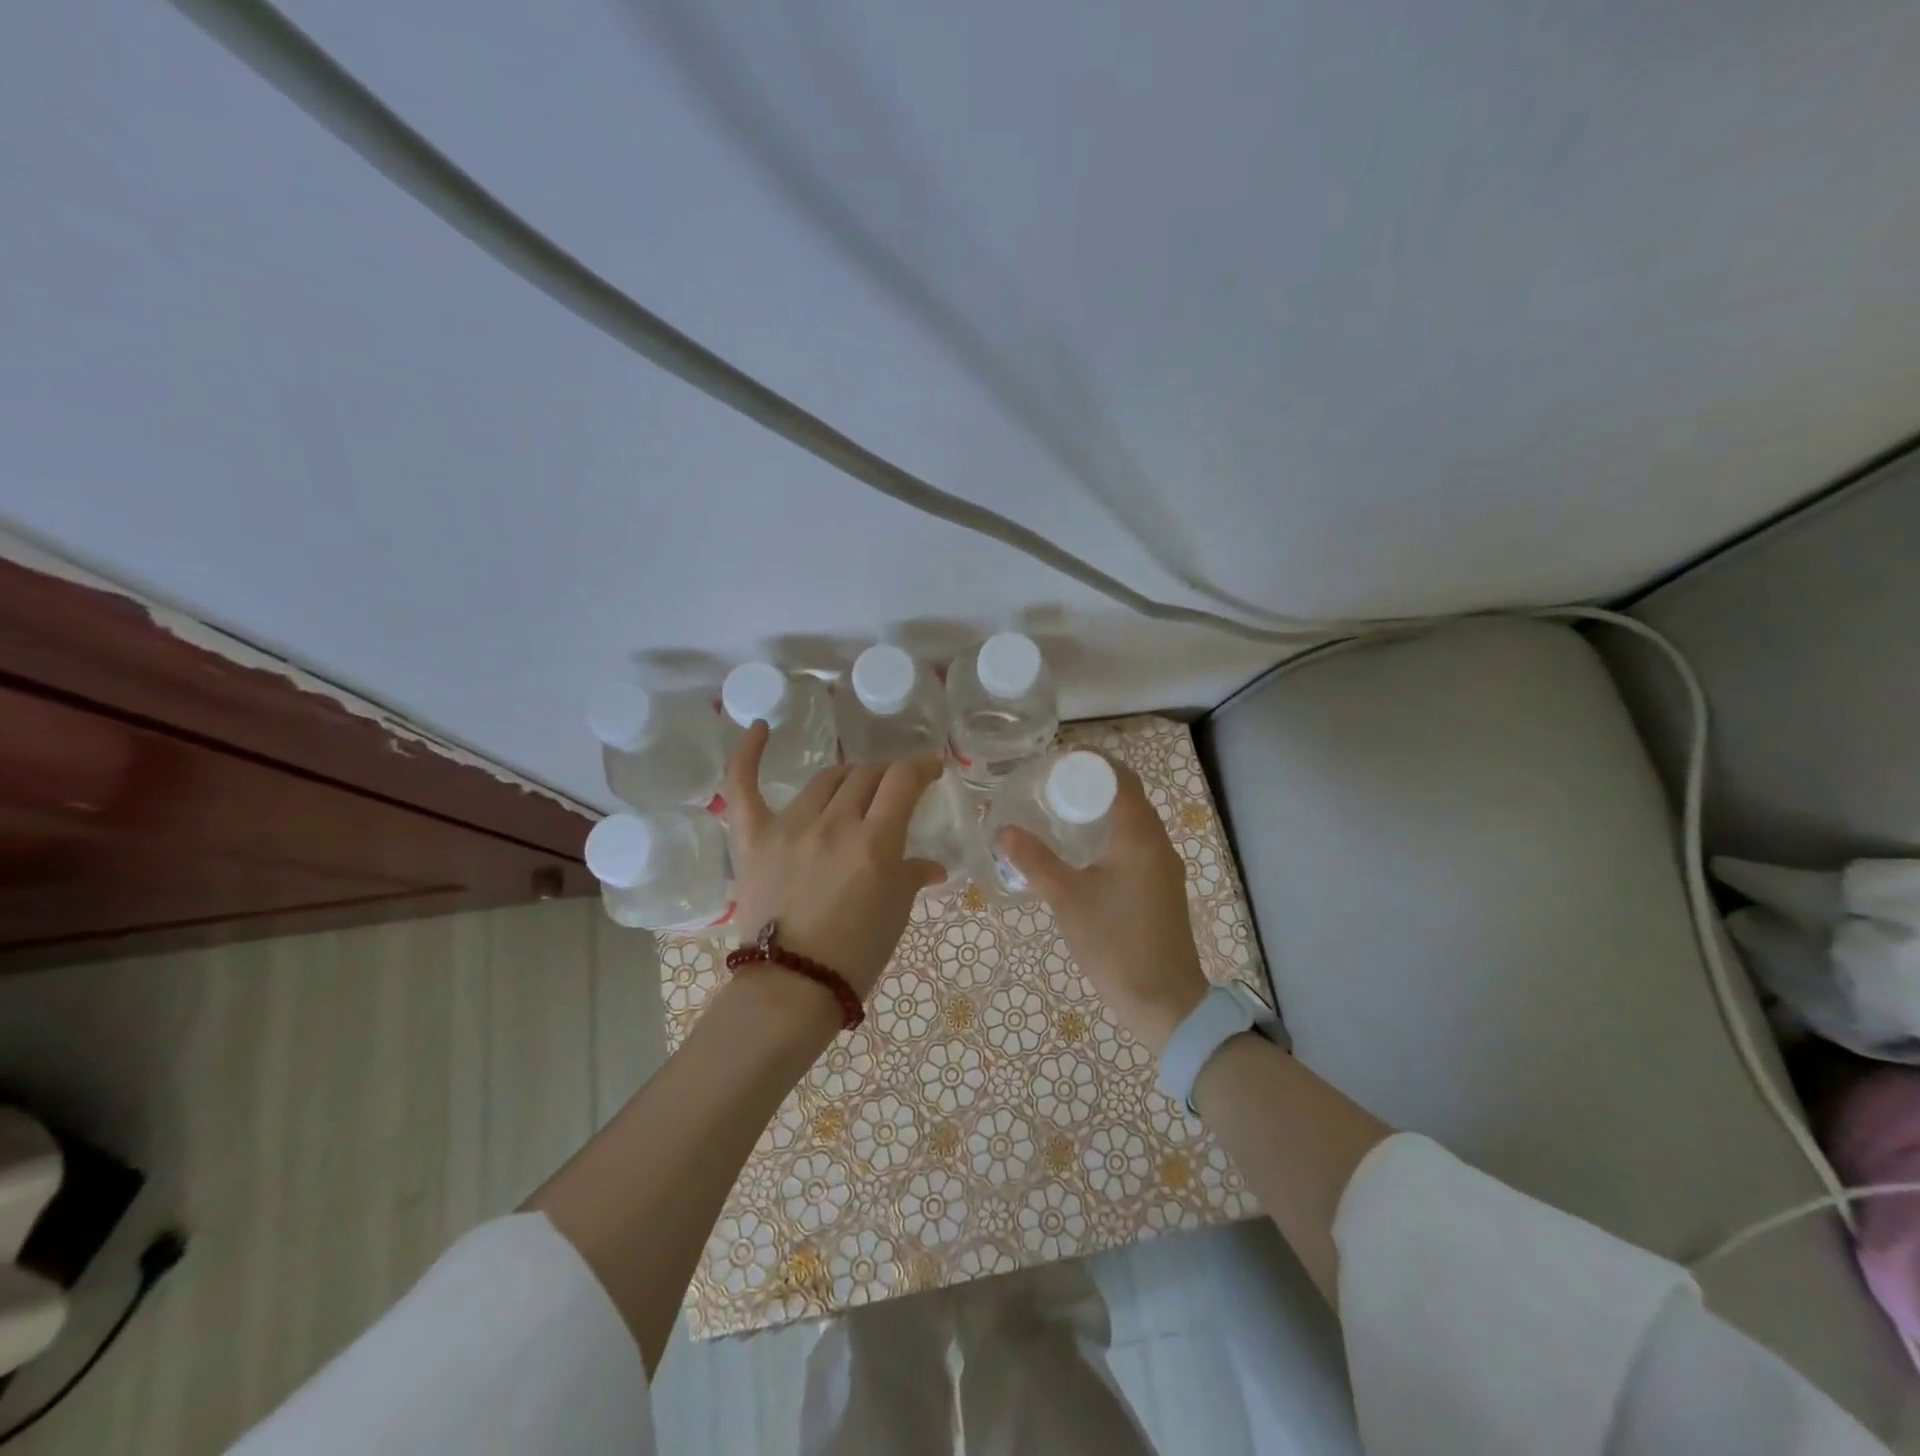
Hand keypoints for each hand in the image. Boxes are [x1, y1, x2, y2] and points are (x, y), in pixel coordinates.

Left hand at [724, 722, 945, 1002]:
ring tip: (855, 787)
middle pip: (866, 775)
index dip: (923, 765)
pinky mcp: (754, 838)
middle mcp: (833, 824)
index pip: (903, 780)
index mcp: (874, 842)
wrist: (791, 988)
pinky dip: (748, 754)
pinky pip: (744, 786)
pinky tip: (760, 727)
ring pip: (826, 779)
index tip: (932, 767)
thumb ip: (912, 876)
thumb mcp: (895, 913)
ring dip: (848, 777)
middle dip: (887, 777)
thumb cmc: (855, 955)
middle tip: (894, 791)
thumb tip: (932, 866)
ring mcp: (789, 827)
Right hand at [995, 758, 1208, 1054]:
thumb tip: (1003, 831)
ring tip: (1061, 815)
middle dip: (1093, 785)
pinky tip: (1083, 854)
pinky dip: (1111, 836)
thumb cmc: (1115, 942)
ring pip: (1134, 823)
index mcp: (1139, 836)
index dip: (1093, 763)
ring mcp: (1164, 868)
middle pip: (1128, 797)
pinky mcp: (1162, 888)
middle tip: (1051, 787)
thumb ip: (1035, 861)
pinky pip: (1137, 845)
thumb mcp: (1068, 899)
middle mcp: (1158, 844)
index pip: (1121, 779)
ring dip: (1103, 811)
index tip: (1058, 761)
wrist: (1164, 1001)